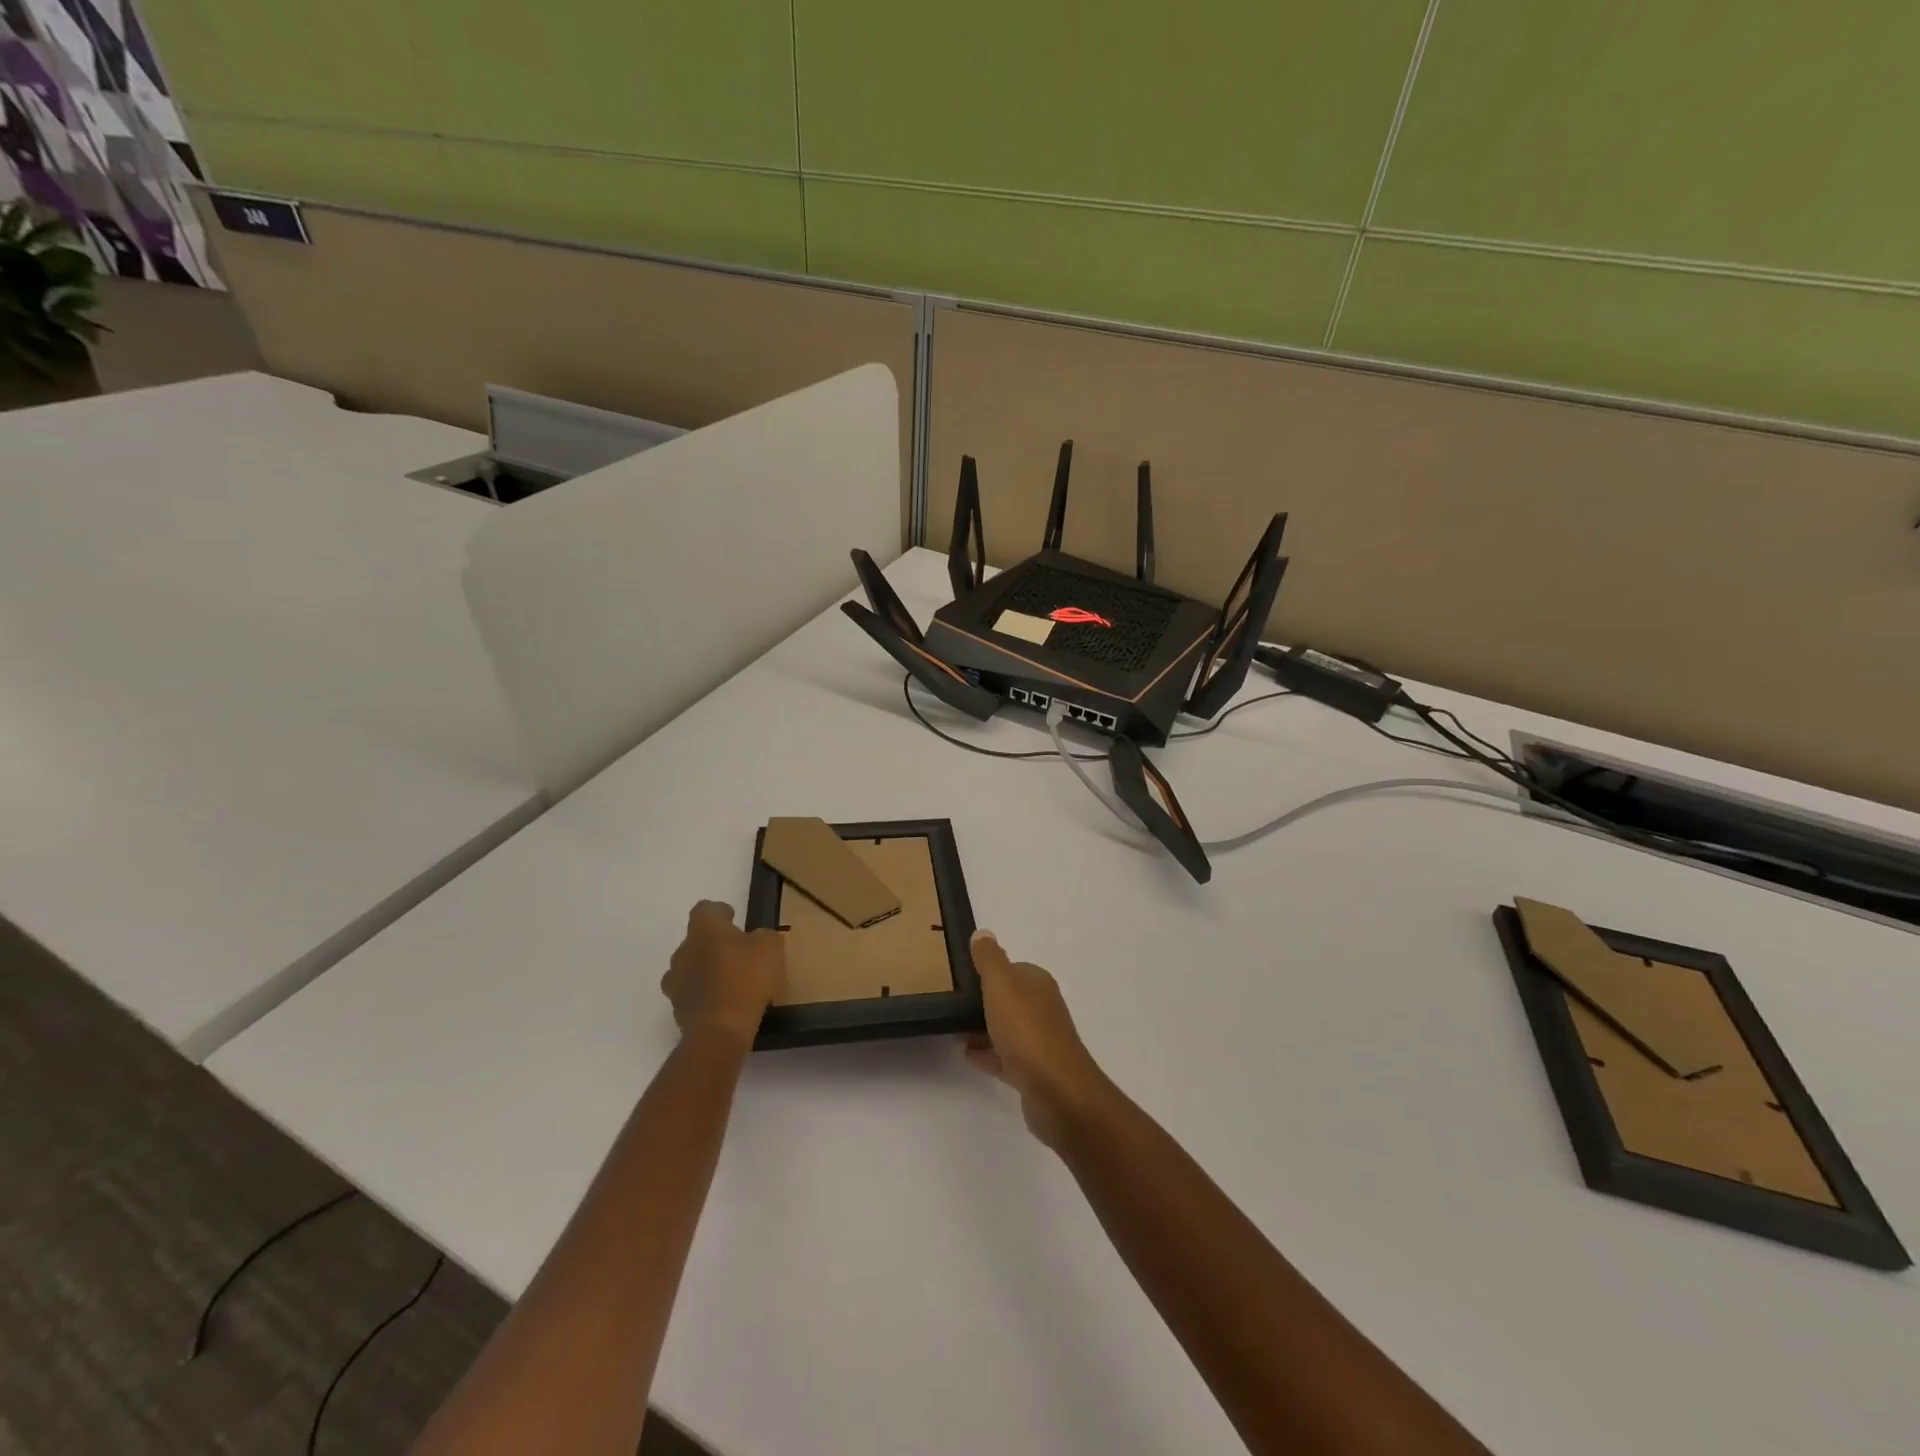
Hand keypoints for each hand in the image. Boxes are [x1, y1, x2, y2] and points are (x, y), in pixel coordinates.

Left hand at [662, 901, 785, 1047]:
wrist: (720, 1031)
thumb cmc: (746, 979)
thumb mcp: (770, 947)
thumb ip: (763, 936)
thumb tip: (756, 939)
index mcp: (704, 929)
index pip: (705, 909)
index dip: (720, 912)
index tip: (734, 919)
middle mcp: (683, 951)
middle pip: (695, 940)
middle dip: (713, 944)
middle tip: (737, 953)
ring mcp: (676, 982)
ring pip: (690, 968)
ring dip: (706, 971)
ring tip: (730, 982)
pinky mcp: (677, 1010)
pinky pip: (692, 995)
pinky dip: (705, 996)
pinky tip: (725, 1004)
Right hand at [963, 931, 1111, 1147]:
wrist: (1056, 1090)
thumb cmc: (1027, 1029)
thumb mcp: (1002, 984)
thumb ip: (990, 958)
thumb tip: (983, 933)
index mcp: (1038, 984)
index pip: (1012, 969)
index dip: (988, 971)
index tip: (960, 976)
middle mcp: (1042, 1009)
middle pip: (1009, 999)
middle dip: (983, 1001)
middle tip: (951, 1003)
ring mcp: (1039, 1042)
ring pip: (1006, 1029)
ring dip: (982, 1028)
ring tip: (952, 1029)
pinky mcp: (1032, 1072)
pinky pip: (1004, 1058)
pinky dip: (987, 1054)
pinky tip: (966, 1055)